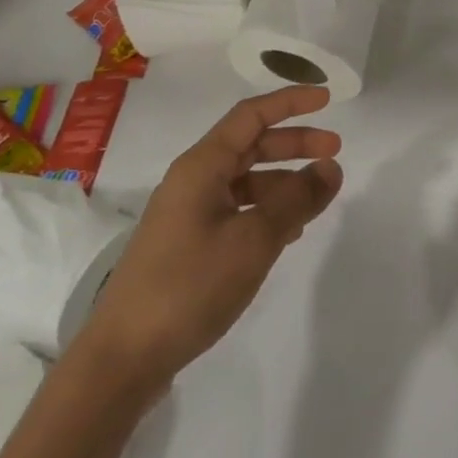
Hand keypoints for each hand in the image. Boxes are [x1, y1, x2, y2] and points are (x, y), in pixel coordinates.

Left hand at [80, 86, 343, 391]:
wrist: (123, 357)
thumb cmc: (190, 286)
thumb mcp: (254, 240)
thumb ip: (296, 199)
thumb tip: (331, 167)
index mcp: (202, 166)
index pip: (251, 115)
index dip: (290, 102)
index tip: (327, 100)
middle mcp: (192, 180)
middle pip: (250, 145)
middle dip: (294, 143)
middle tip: (335, 151)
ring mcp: (187, 213)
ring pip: (245, 180)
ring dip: (283, 181)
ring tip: (317, 200)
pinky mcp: (187, 244)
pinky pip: (236, 210)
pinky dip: (266, 210)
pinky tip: (287, 233)